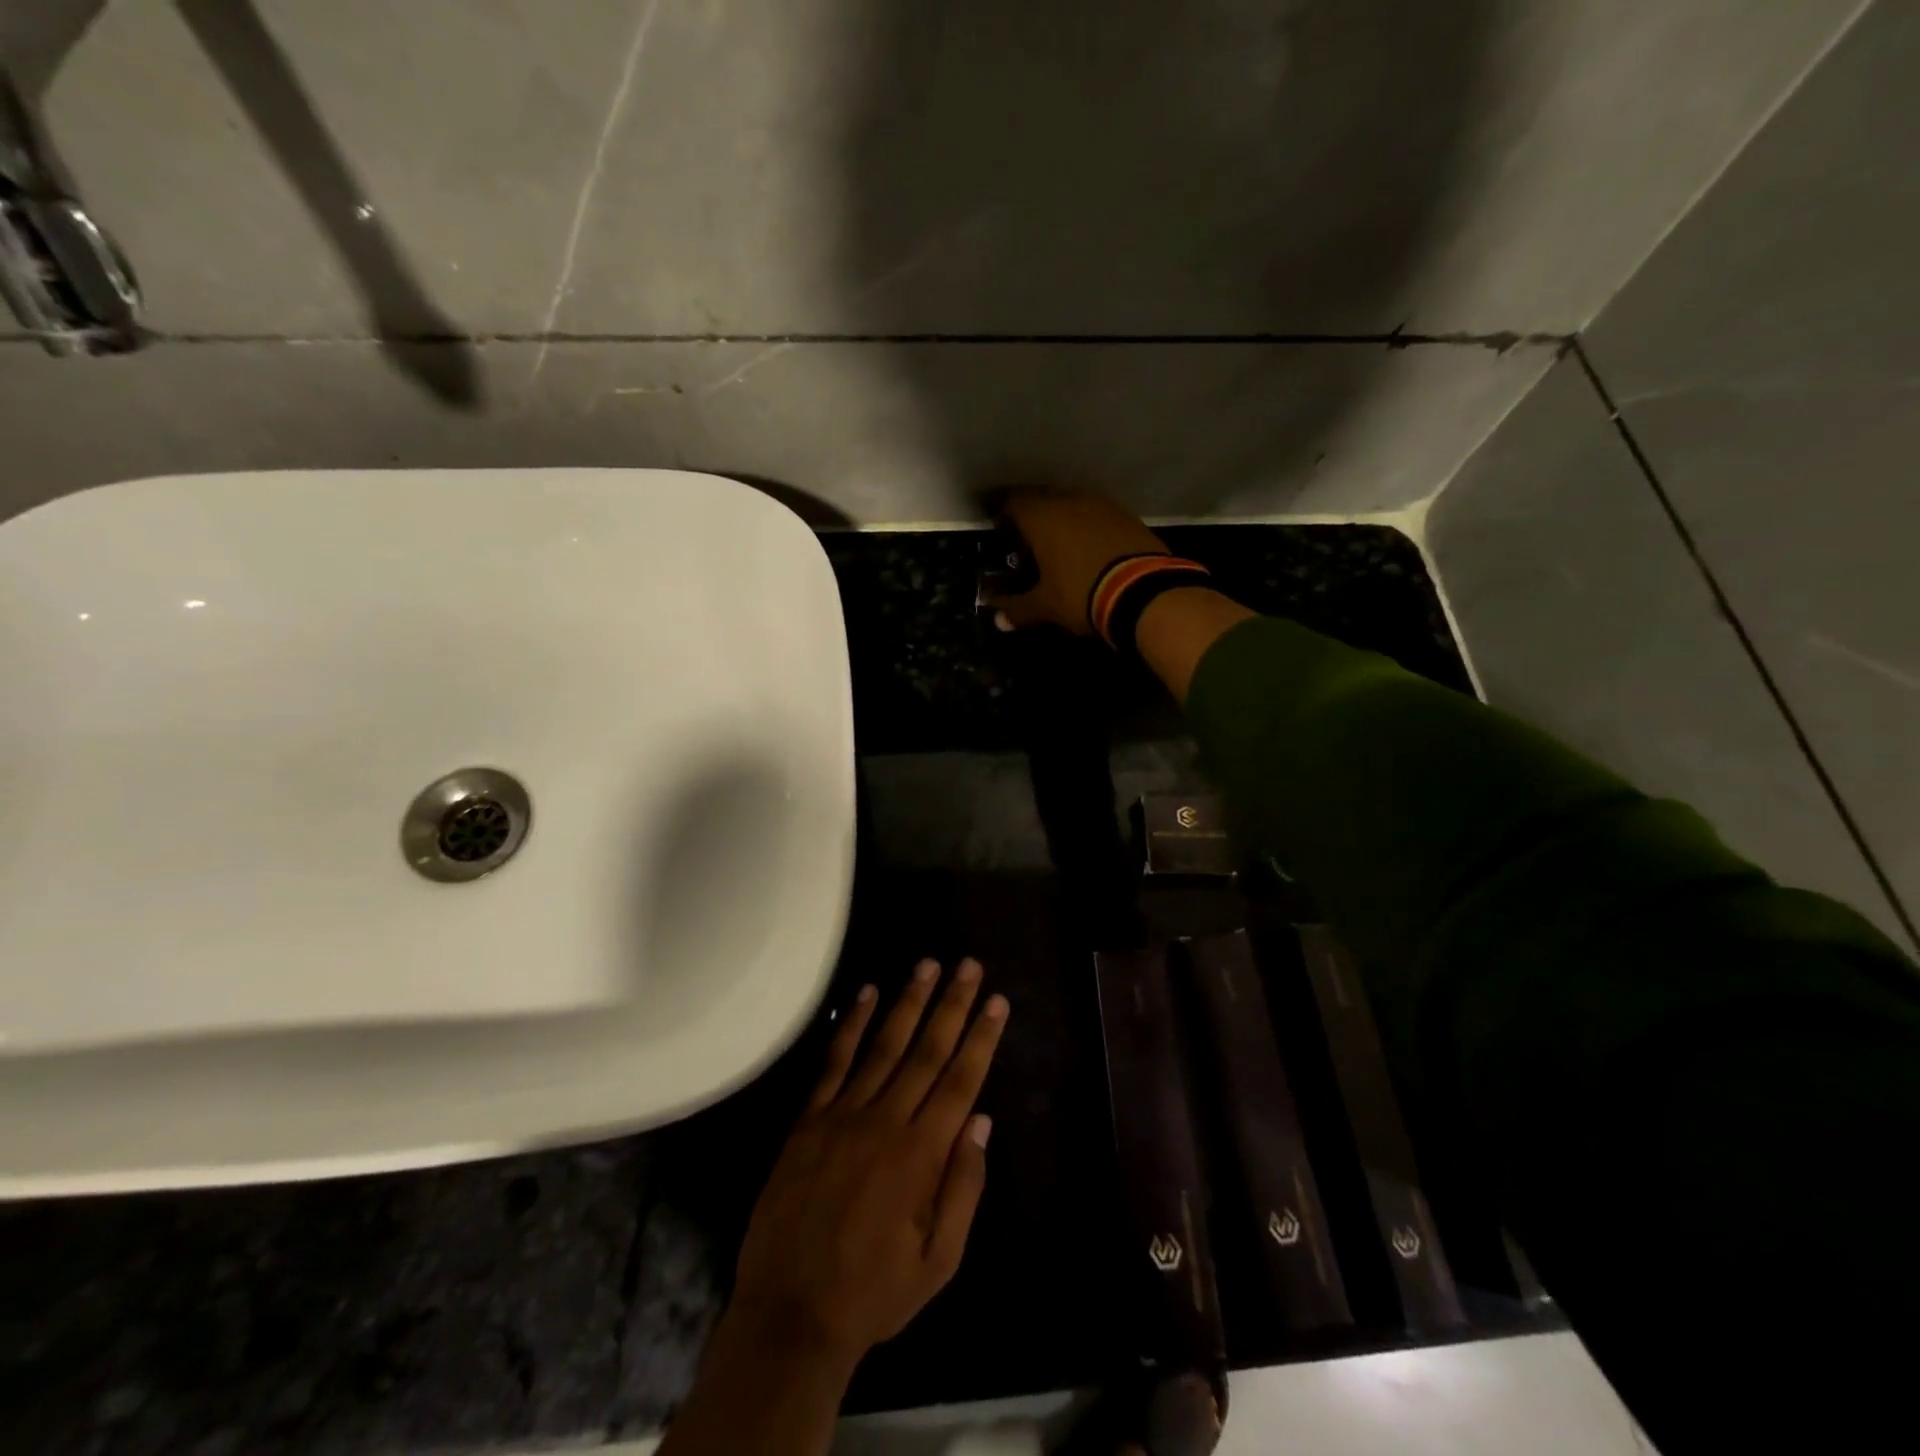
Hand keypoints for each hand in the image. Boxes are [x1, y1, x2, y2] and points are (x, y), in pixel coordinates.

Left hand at [730, 959, 1009, 1366]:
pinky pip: (834, 1062)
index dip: (981, 1038)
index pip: (961, 1081)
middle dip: (951, 1005)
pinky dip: (851, 1025)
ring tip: (927, 965)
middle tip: (969, 965)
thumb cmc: (874, 1292)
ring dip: (908, 1001)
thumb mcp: (938, 1261)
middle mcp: (886, 1122)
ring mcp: (843, 1115)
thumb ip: (963, 1188)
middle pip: (926, 1051)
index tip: (996, 1001)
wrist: (790, 1313)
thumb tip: (982, 1122)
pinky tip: (866, 994)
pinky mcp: (809, 1119)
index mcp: (922, 1155)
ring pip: (883, 1045)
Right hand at [991, 490, 1169, 633]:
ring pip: (1071, 502)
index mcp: (1042, 517)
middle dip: (1030, 512)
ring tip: (1055, 540)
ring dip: (1060, 517)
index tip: (994, 521)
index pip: (1012, 501)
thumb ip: (1018, 609)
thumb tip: (997, 620)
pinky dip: (1086, 525)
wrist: (1145, 592)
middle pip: (1041, 497)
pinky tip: (1086, 545)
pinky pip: (1096, 514)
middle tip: (1023, 534)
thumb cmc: (1082, 593)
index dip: (999, 509)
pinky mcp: (1127, 516)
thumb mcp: (1046, 606)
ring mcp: (1102, 505)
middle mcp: (1069, 501)